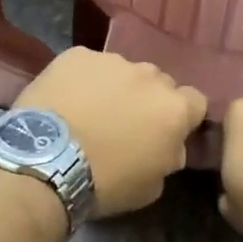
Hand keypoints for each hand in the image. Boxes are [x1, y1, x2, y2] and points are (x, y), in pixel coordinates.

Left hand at [15, 49, 206, 215]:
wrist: (46, 163)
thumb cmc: (105, 182)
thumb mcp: (151, 186)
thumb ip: (169, 156)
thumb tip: (169, 145)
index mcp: (174, 108)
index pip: (195, 101)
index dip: (182, 116)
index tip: (164, 131)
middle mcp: (149, 75)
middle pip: (158, 82)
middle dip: (147, 99)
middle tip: (124, 123)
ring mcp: (112, 60)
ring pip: (122, 71)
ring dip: (115, 87)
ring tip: (90, 111)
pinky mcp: (77, 55)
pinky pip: (88, 65)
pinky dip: (82, 80)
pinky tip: (65, 101)